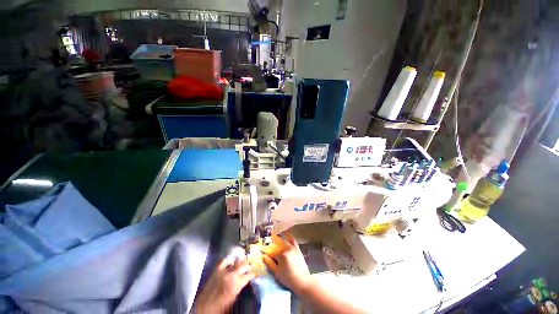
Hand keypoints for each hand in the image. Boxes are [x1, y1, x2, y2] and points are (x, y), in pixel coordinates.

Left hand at [195, 257, 255, 312]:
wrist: (205, 307)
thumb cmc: (221, 307)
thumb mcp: (234, 299)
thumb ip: (240, 288)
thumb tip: (244, 282)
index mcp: (238, 283)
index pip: (249, 274)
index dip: (253, 274)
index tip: (254, 274)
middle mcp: (232, 274)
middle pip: (244, 265)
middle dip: (248, 266)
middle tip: (250, 267)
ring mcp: (224, 271)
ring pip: (236, 261)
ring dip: (241, 262)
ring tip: (243, 262)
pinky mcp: (217, 270)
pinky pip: (224, 260)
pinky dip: (229, 260)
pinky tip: (231, 261)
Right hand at [261, 233, 312, 293]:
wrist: (303, 281)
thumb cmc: (288, 278)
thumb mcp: (277, 272)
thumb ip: (270, 263)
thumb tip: (263, 256)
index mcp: (281, 254)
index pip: (272, 252)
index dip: (266, 252)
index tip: (261, 249)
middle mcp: (287, 248)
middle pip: (277, 245)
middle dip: (272, 245)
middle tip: (267, 245)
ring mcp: (293, 247)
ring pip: (284, 241)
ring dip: (279, 240)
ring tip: (274, 238)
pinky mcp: (298, 249)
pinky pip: (293, 240)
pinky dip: (288, 237)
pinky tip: (285, 235)